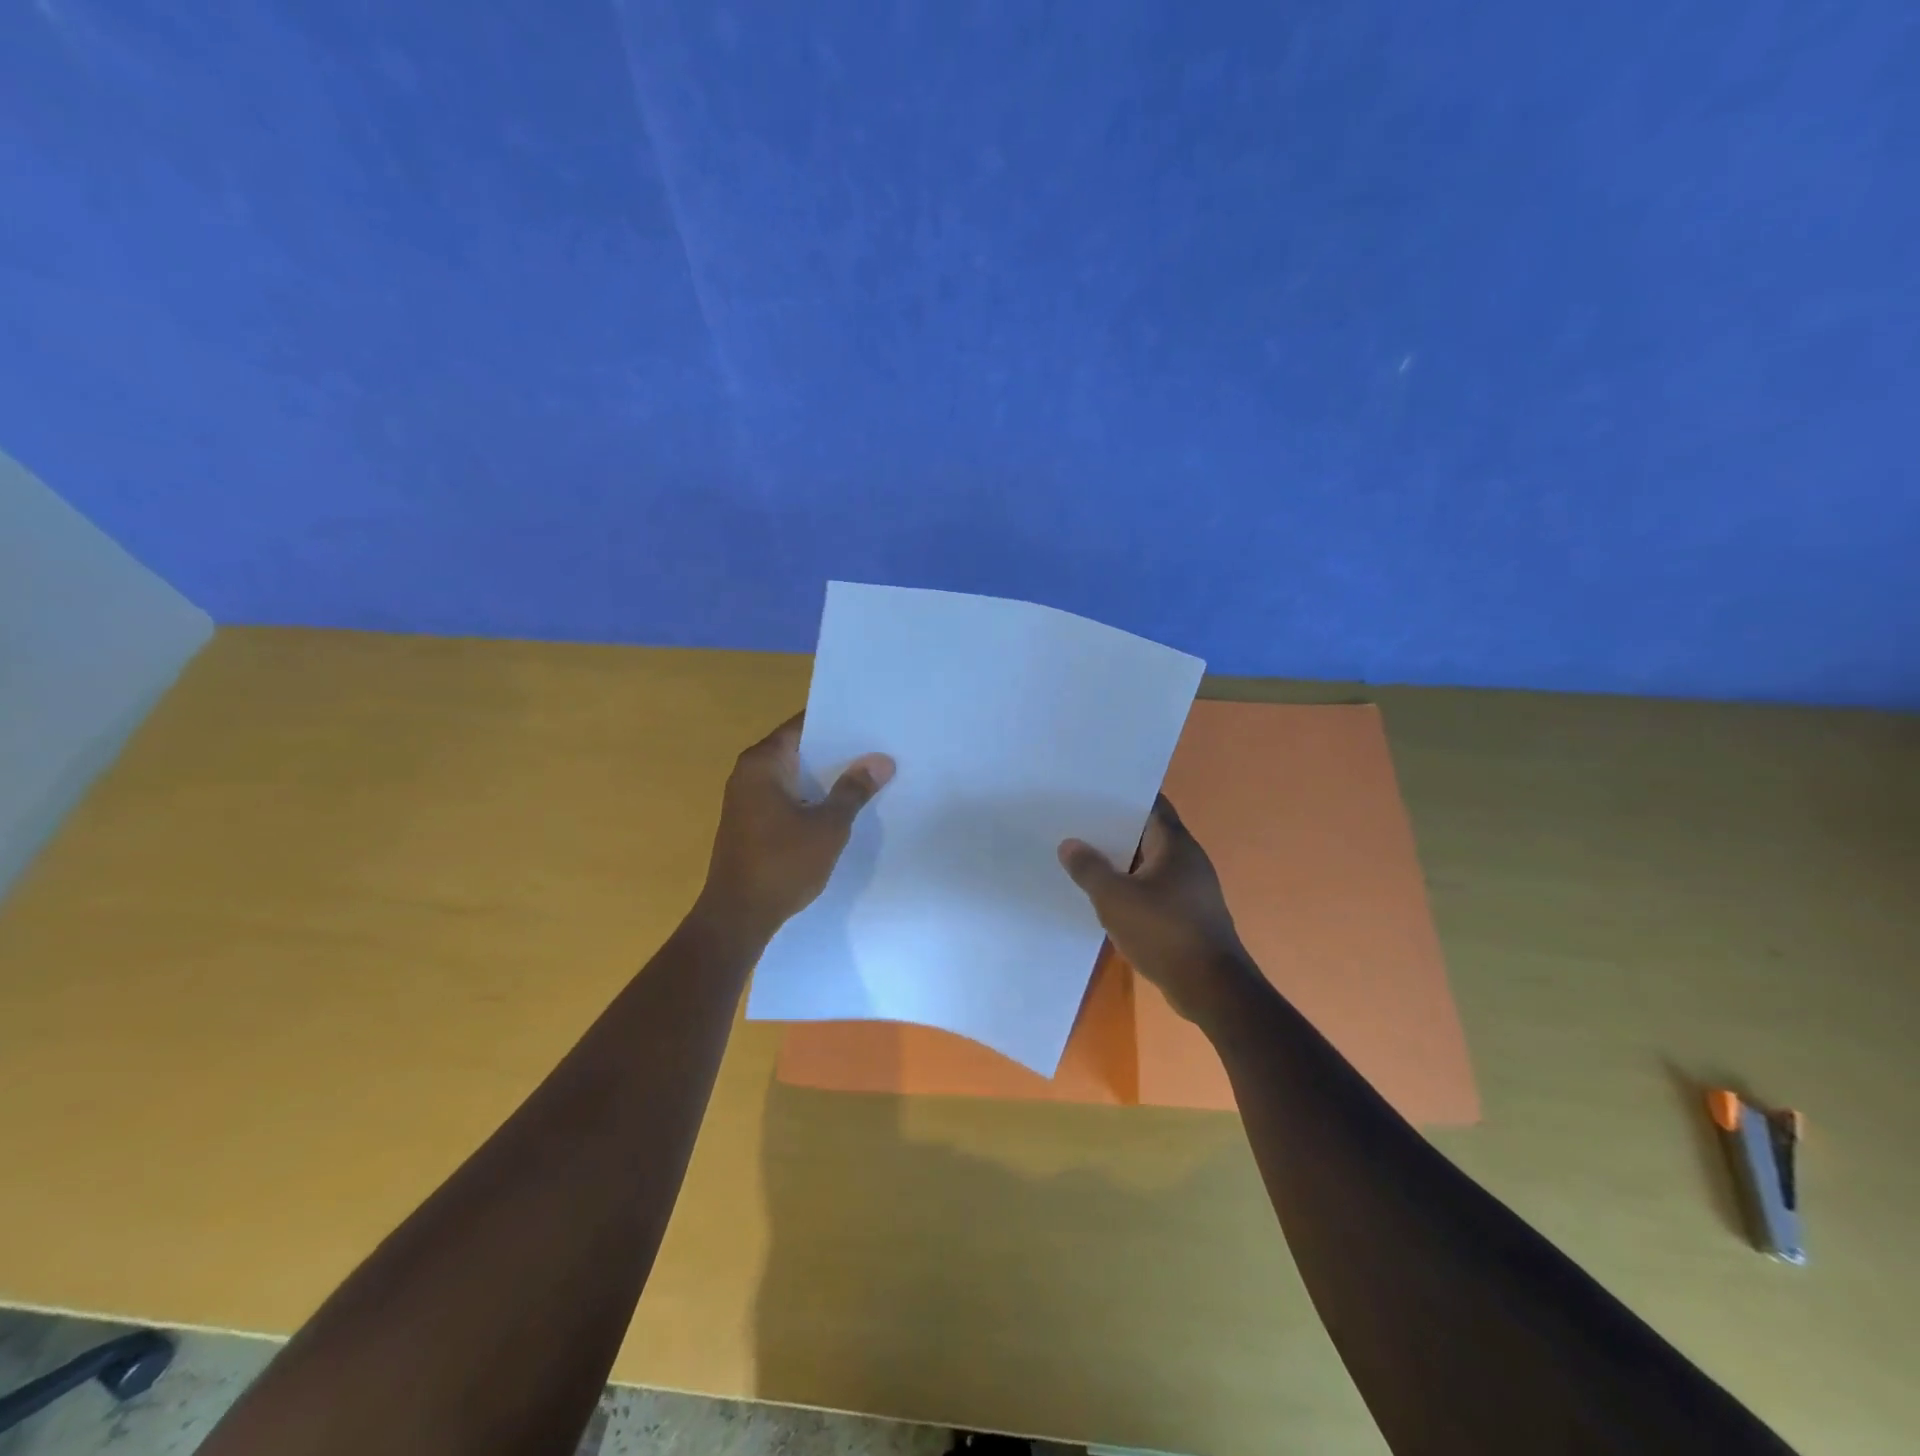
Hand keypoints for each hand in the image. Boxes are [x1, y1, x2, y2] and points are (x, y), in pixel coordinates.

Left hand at [696, 714, 892, 941]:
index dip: (837, 722)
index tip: (870, 721)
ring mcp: (747, 800)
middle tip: (879, 747)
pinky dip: (812, 797)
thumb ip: (854, 790)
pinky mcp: (752, 823)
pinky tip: (842, 806)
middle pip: (799, 749)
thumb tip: (881, 760)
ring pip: (795, 776)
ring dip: (826, 777)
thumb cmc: (782, 864)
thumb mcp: (828, 826)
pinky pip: (788, 797)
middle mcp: (749, 773)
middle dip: (837, 751)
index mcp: (762, 763)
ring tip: (870, 774)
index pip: (803, 725)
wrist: (738, 917)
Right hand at [1059, 795, 1258, 1026]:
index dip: (1122, 796)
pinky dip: (1133, 888)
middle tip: (1078, 824)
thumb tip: (1070, 844)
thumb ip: (1090, 869)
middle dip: (1115, 830)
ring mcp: (1191, 888)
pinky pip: (1155, 889)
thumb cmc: (1163, 932)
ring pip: (1150, 863)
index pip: (1150, 804)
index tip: (1091, 793)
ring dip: (1122, 862)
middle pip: (1148, 833)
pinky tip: (1107, 897)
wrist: (1211, 988)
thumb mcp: (1115, 898)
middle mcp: (1188, 859)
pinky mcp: (1189, 915)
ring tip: (1085, 858)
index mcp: (1175, 844)